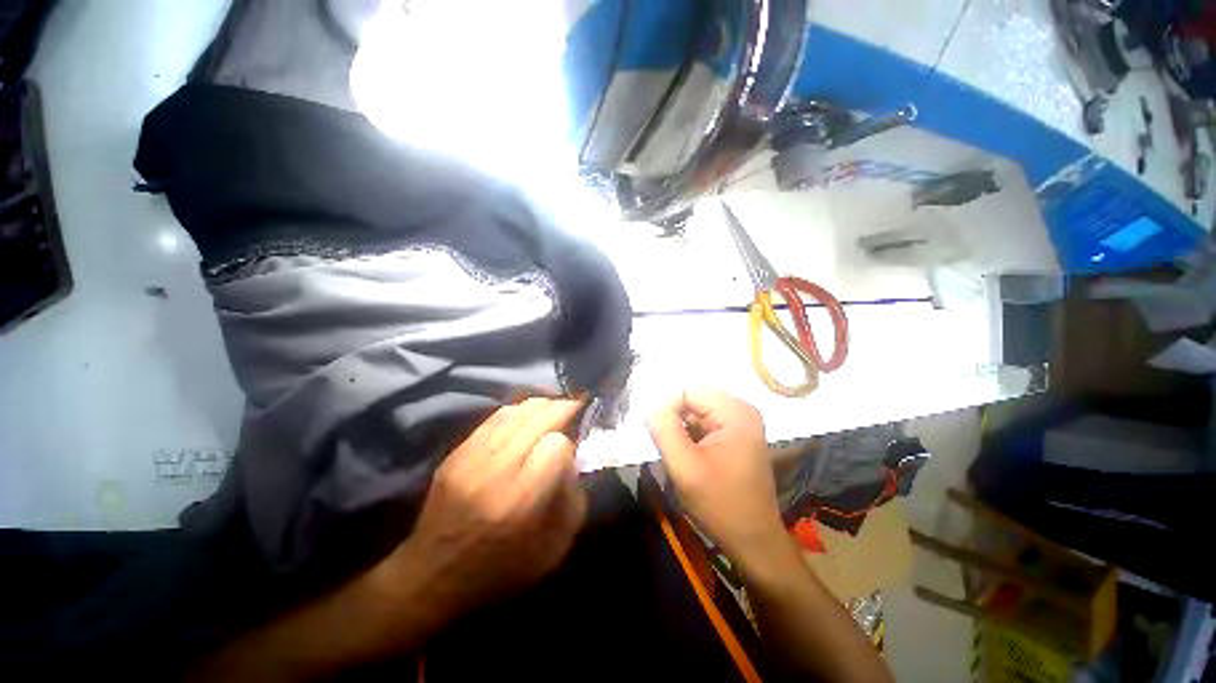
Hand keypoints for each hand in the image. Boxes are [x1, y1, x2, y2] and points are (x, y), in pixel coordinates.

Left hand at [382, 397, 587, 619]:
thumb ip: (573, 500)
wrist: (431, 578)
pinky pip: (494, 419)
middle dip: (561, 408)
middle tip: (576, 406)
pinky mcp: (456, 453)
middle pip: (537, 418)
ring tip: (554, 407)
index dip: (568, 445)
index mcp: (520, 500)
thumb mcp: (553, 550)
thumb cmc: (500, 570)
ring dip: (541, 405)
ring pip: (515, 412)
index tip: (570, 455)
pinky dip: (517, 412)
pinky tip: (526, 416)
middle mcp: (495, 471)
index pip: (556, 446)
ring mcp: (471, 458)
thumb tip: (574, 460)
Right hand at [648, 390, 791, 566]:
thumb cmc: (720, 504)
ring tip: (680, 457)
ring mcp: (740, 425)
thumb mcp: (684, 466)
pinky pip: (705, 427)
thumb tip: (651, 406)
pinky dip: (691, 438)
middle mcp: (741, 411)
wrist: (753, 541)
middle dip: (675, 421)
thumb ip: (664, 429)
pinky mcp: (736, 439)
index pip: (689, 392)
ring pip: (697, 415)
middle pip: (694, 402)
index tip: (657, 435)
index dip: (667, 409)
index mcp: (735, 412)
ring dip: (682, 431)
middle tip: (669, 449)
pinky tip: (690, 460)